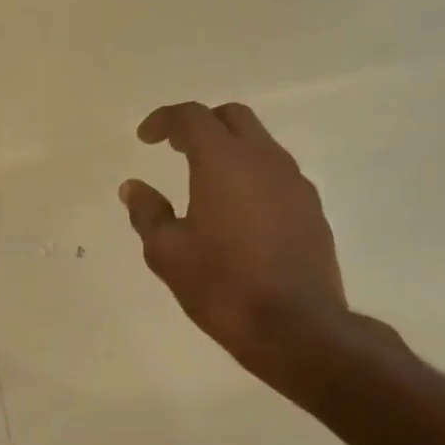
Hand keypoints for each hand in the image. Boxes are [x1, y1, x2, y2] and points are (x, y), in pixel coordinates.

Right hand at [120, 101, 349, 388]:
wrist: (294, 326)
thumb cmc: (221, 285)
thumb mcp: (167, 252)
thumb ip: (147, 212)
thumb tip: (133, 187)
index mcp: (225, 163)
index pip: (193, 118)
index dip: (165, 120)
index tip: (146, 138)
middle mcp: (265, 161)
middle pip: (233, 117)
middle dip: (201, 124)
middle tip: (175, 148)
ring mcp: (295, 184)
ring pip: (260, 144)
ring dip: (229, 149)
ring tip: (204, 181)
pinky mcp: (311, 209)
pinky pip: (277, 174)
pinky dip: (251, 175)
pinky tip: (236, 211)